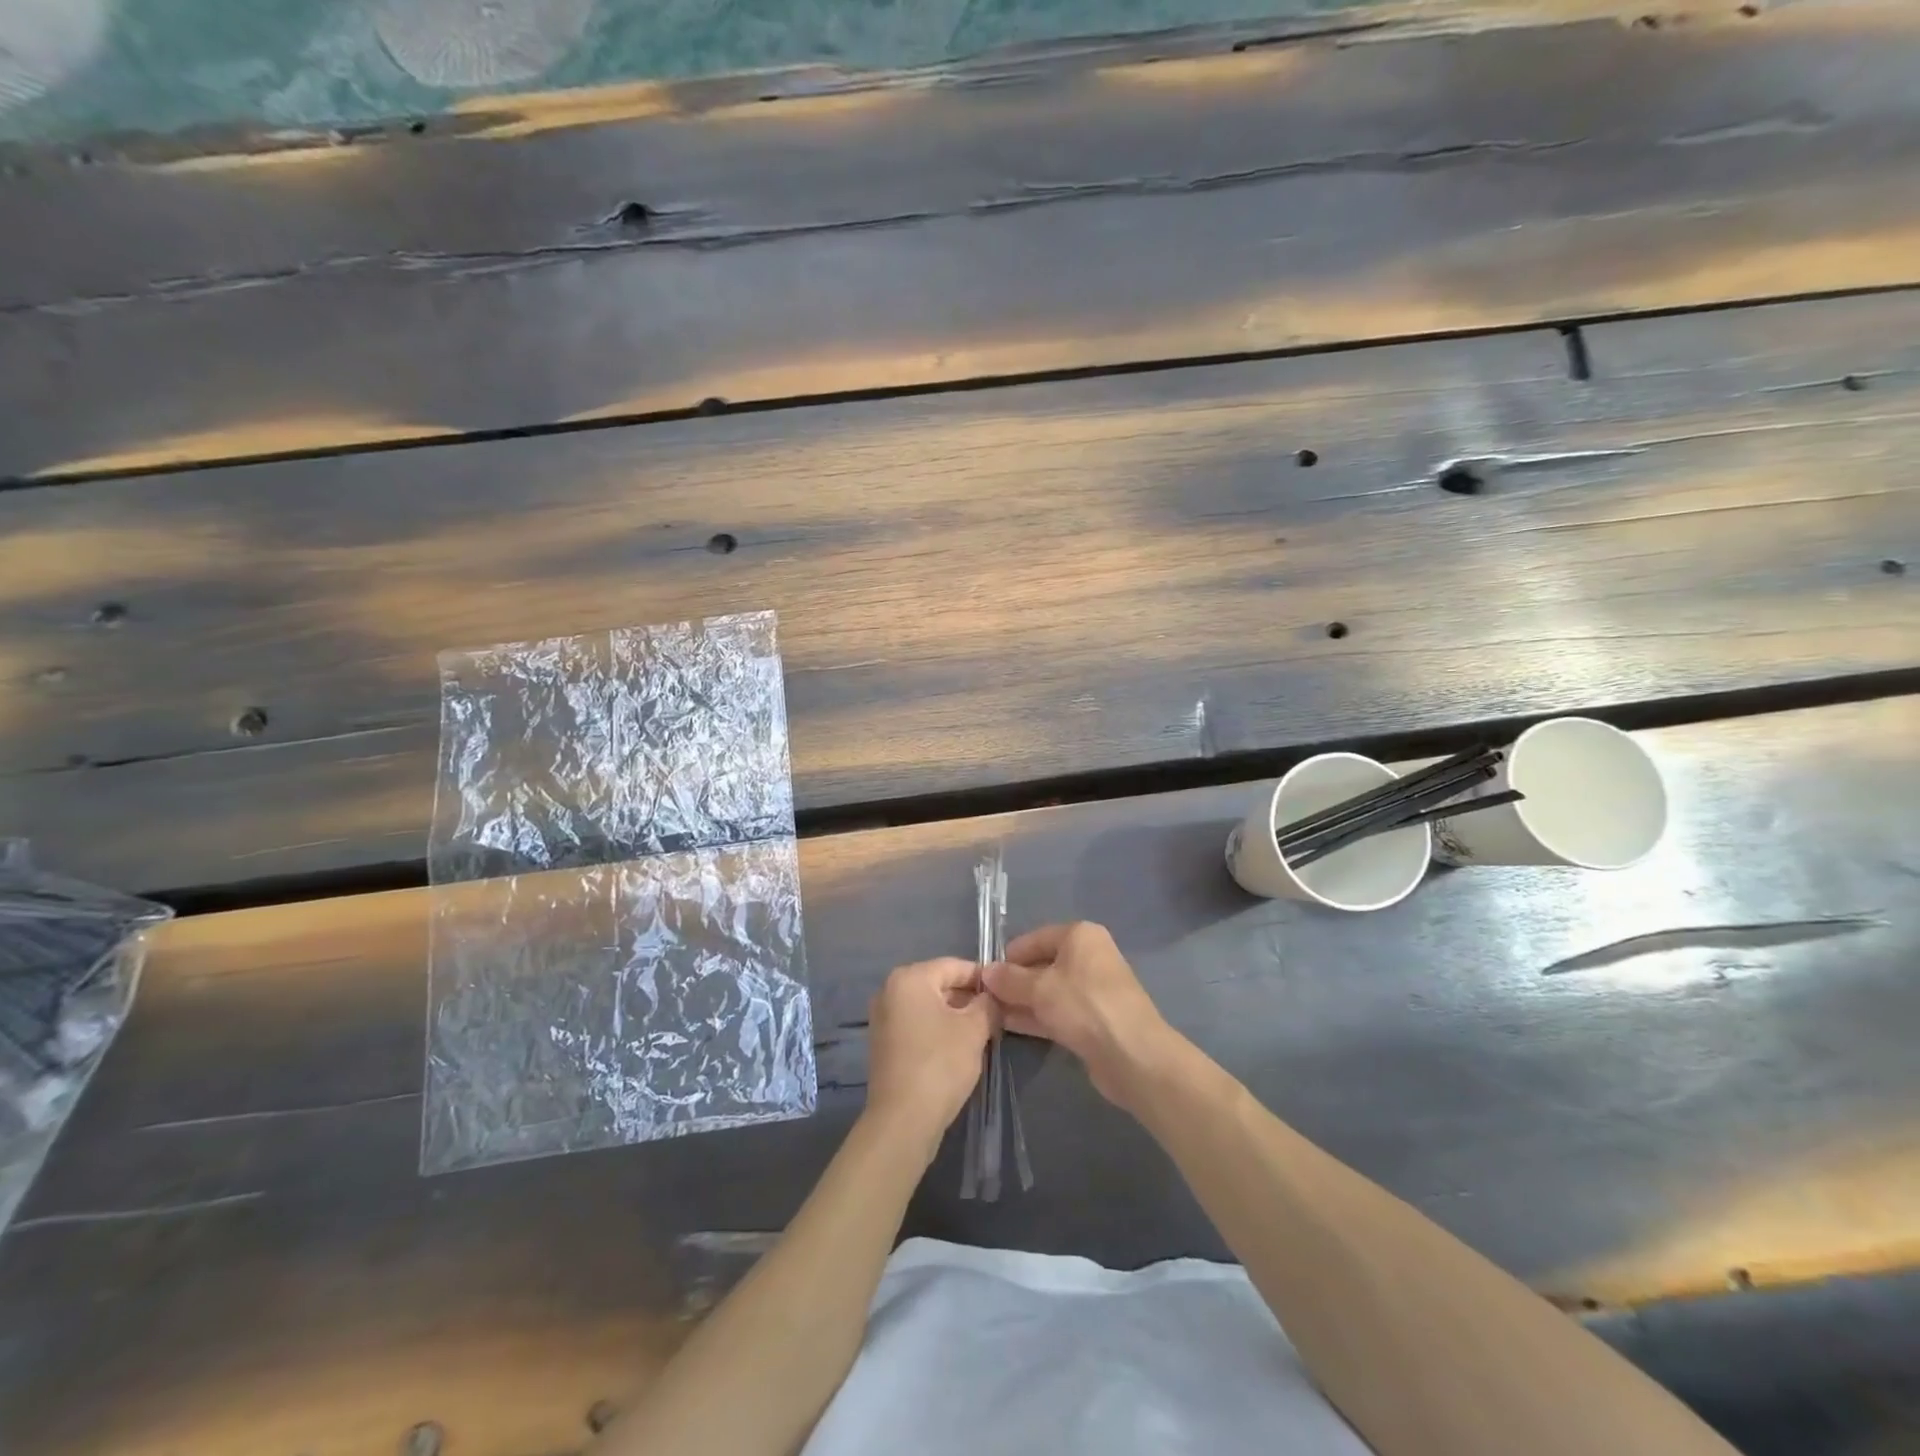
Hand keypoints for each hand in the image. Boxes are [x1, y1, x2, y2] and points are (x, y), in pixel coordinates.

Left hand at [864, 957, 993, 1158]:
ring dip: (955, 1016)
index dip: (983, 978)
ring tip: (982, 1034)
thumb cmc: (940, 1064)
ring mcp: (882, 1017)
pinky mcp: (883, 1043)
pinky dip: (937, 1030)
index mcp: (909, 978)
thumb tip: (992, 997)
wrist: (903, 1120)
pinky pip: (917, 1024)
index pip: (955, 966)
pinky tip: (958, 1049)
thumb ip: (988, 1004)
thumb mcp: (975, 1029)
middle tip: (996, 1017)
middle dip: (969, 998)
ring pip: (929, 1006)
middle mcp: (889, 990)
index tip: (1005, 994)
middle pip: (939, 984)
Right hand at [983, 922, 1182, 1110]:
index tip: (984, 976)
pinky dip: (1036, 1016)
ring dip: (1022, 1001)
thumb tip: (985, 972)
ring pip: (1049, 990)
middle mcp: (1089, 956)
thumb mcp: (1040, 988)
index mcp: (1079, 936)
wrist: (1132, 1054)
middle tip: (984, 998)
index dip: (1008, 956)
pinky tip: (1010, 1026)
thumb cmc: (1084, 1006)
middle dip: (1014, 981)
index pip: (1034, 938)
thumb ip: (1010, 979)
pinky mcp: (1093, 1019)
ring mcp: (1093, 989)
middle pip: (1042, 964)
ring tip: (990, 1014)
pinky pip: (1058, 1011)